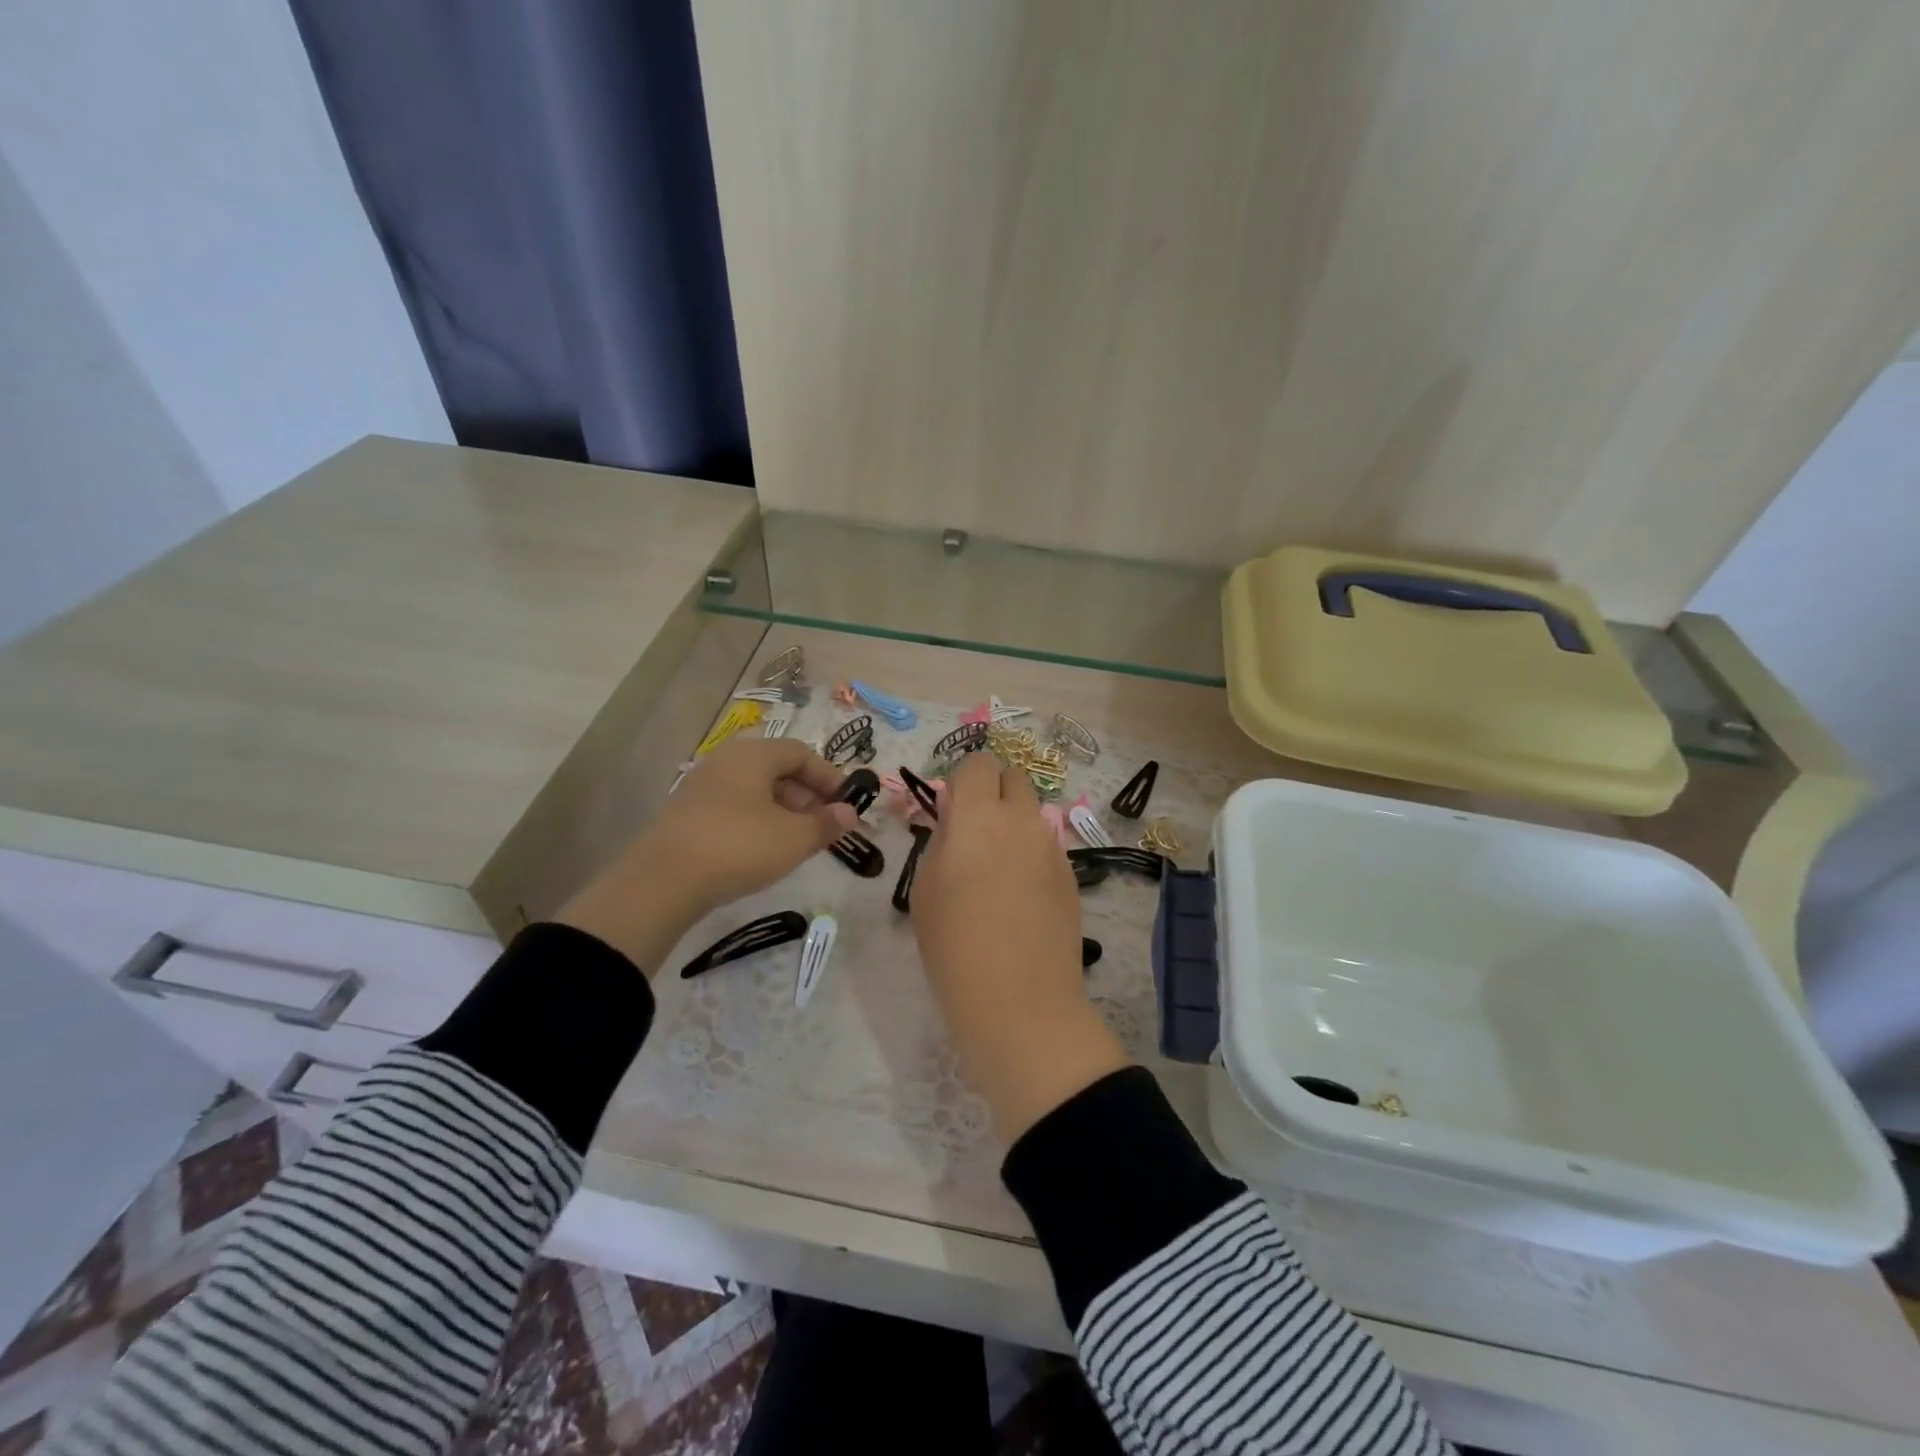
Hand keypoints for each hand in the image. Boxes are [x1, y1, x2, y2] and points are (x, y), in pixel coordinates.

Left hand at [556, 737, 859, 974]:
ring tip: (798, 840)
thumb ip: (826, 823)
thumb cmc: (739, 847)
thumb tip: (849, 813)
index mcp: (754, 755)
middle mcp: (726, 761)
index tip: (847, 803)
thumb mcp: (794, 838)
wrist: (662, 881)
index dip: (829, 777)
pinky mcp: (687, 813)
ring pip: (754, 789)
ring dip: (783, 809)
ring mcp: (702, 786)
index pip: (801, 753)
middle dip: (807, 795)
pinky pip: (734, 806)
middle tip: (824, 824)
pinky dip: (757, 820)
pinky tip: (763, 849)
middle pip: (777, 768)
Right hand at [911, 753, 1128, 1140]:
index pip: (978, 763)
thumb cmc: (954, 946)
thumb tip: (953, 817)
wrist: (1019, 1001)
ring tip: (997, 869)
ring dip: (1013, 822)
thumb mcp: (924, 888)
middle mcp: (1020, 820)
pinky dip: (1031, 853)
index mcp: (977, 817)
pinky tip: (1020, 897)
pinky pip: (1047, 845)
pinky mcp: (1070, 875)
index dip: (963, 779)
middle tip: (974, 832)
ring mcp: (1051, 847)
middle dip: (993, 792)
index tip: (951, 810)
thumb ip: (940, 839)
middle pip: (1013, 778)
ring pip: (1033, 812)